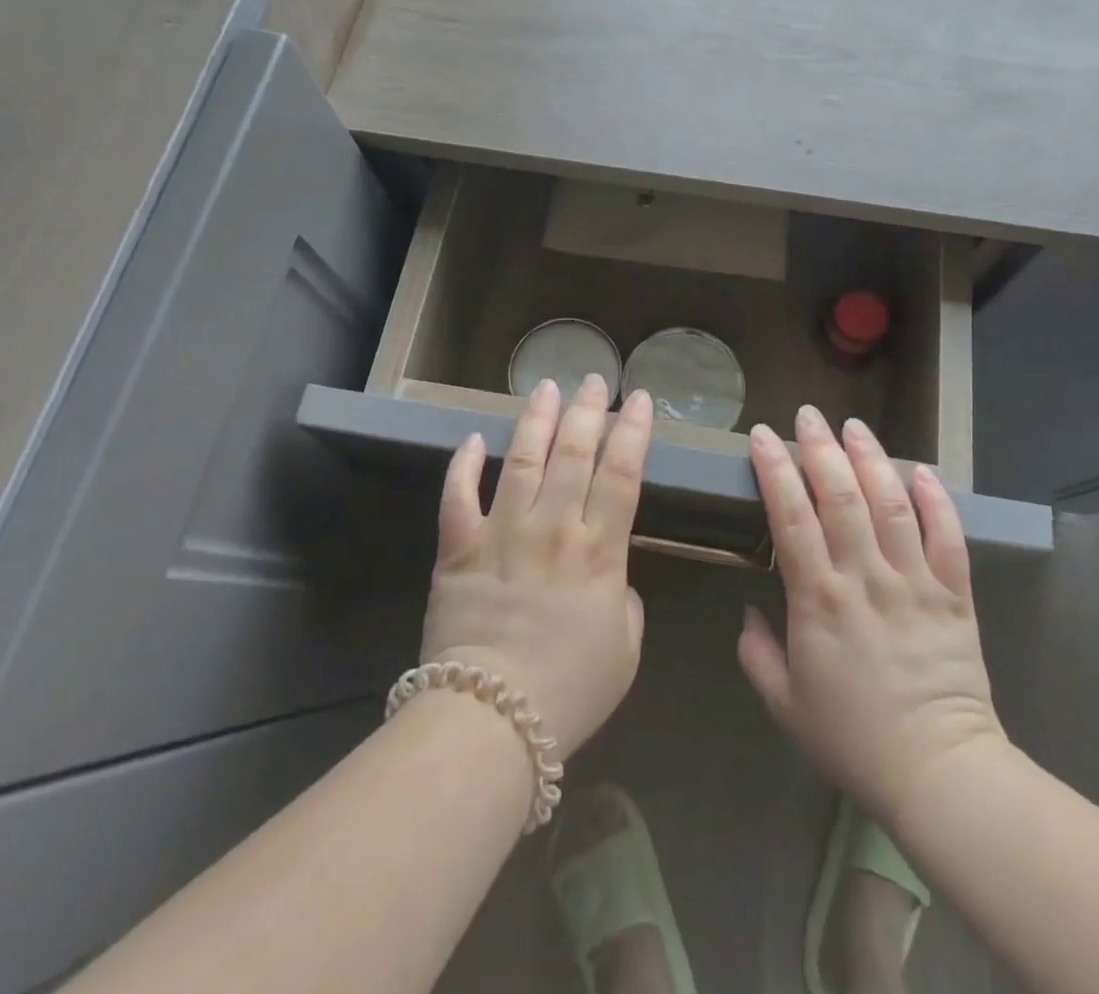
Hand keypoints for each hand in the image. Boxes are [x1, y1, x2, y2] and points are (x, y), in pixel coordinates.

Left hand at [420, 375, 652, 757]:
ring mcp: (503, 533)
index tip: (640, 400)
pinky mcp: (460, 549)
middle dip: (588, 410)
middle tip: (594, 378)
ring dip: (536, 420)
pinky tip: (474, 439)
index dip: (633, 432)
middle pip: (575, 454)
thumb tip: (611, 579)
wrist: (492, 719)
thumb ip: (626, 603)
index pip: (622, 474)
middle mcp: (554, 527)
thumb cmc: (570, 691)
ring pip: (523, 460)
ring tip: (546, 387)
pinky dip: (464, 465)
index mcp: (599, 550)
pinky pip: (458, 497)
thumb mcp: (625, 651)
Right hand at [737, 406, 1006, 823]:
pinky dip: (936, 500)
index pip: (791, 519)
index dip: (776, 471)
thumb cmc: (853, 739)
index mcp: (820, 601)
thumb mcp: (785, 705)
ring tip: (854, 426)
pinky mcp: (955, 594)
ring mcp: (914, 582)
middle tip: (808, 415)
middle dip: (821, 449)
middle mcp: (866, 579)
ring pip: (891, 505)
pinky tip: (922, 470)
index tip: (763, 436)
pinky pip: (948, 537)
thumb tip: (747, 611)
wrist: (939, 773)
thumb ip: (757, 654)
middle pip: (842, 498)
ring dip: (872, 459)